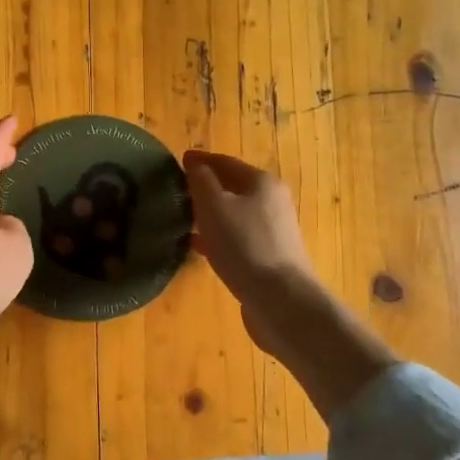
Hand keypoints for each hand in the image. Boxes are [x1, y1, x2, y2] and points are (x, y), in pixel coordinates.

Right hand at [184, 149, 396, 416]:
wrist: (281, 300)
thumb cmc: (244, 245)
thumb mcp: (214, 206)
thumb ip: (201, 180)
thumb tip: (195, 163)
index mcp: (261, 182)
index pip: (225, 162)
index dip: (201, 160)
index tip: (179, 160)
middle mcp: (272, 201)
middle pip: (233, 187)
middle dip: (206, 187)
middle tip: (177, 190)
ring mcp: (274, 231)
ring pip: (235, 214)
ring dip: (210, 213)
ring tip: (183, 218)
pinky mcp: (270, 257)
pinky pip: (238, 238)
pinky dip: (218, 236)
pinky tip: (199, 246)